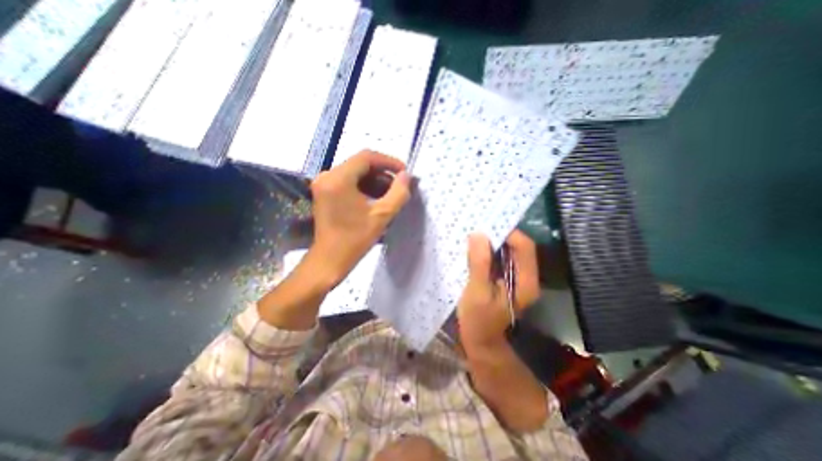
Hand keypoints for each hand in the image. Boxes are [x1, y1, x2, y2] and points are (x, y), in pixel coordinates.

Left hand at [308, 151, 411, 285]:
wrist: (329, 260)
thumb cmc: (355, 239)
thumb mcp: (382, 216)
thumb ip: (398, 193)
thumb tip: (406, 176)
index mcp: (338, 179)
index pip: (367, 157)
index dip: (389, 162)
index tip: (404, 173)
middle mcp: (327, 176)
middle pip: (360, 164)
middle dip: (383, 173)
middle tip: (399, 185)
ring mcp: (324, 184)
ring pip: (355, 173)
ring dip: (375, 180)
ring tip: (391, 194)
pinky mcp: (325, 192)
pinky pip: (349, 181)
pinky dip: (364, 186)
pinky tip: (377, 198)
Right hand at [456, 233, 539, 350]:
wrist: (480, 341)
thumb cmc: (479, 320)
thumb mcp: (478, 292)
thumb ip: (479, 264)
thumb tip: (478, 235)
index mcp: (525, 281)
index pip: (524, 247)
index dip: (508, 233)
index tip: (486, 226)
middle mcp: (525, 276)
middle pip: (518, 246)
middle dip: (499, 234)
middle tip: (478, 226)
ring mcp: (515, 277)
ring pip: (507, 250)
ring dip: (492, 241)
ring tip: (474, 234)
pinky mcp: (503, 278)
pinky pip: (499, 257)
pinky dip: (488, 250)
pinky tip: (474, 248)